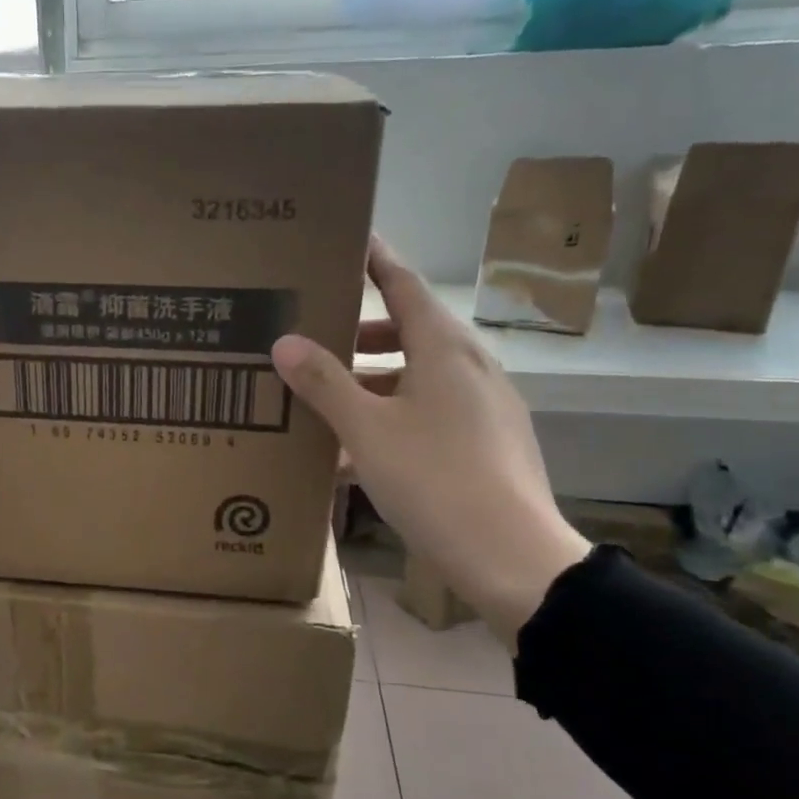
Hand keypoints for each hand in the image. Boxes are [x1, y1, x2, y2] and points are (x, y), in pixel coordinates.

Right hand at [272, 236, 590, 646]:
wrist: (513, 559)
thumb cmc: (435, 482)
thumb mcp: (367, 431)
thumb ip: (325, 384)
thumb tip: (285, 341)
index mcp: (445, 351)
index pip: (405, 285)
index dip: (376, 260)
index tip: (352, 238)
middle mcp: (473, 368)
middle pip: (414, 331)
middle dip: (365, 331)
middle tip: (319, 338)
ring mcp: (488, 407)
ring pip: (423, 376)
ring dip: (378, 379)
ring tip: (333, 400)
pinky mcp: (491, 443)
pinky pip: (436, 412)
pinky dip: (398, 415)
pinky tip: (364, 453)